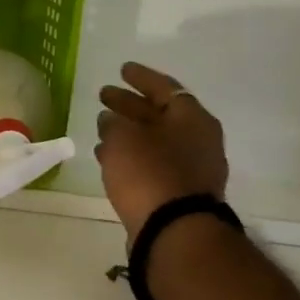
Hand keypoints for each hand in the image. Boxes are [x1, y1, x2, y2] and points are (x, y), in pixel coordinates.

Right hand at [95, 61, 228, 239]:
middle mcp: (197, 139)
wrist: (174, 230)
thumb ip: (114, 122)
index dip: (141, 77)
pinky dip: (131, 154)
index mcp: (191, 118)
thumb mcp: (121, 137)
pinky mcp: (178, 191)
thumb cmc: (149, 172)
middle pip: (160, 113)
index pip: (165, 88)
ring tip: (101, 126)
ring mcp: (191, 168)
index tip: (122, 69)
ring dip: (129, 131)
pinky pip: (152, 162)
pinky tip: (107, 155)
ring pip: (155, 139)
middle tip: (104, 95)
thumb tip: (111, 119)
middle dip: (131, 104)